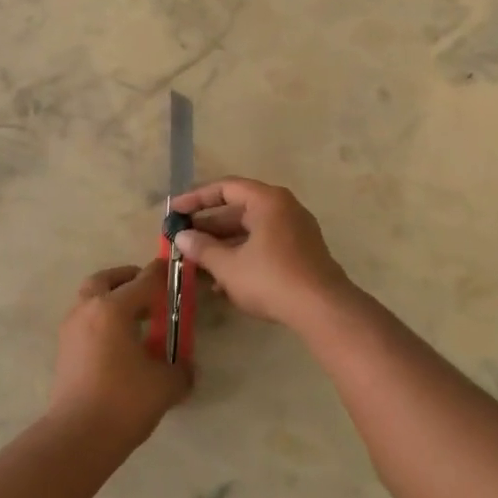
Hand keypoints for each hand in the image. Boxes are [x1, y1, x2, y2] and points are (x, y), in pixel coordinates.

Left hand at [50, 262, 192, 445]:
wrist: (78, 437)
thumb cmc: (125, 401)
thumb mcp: (166, 384)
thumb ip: (180, 367)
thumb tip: (183, 366)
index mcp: (112, 308)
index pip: (143, 280)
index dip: (163, 275)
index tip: (177, 271)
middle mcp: (87, 310)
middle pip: (106, 280)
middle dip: (128, 280)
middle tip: (149, 293)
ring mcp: (71, 330)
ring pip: (91, 300)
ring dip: (112, 301)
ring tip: (137, 321)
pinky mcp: (64, 350)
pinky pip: (86, 322)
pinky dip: (102, 322)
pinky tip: (120, 345)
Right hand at [170, 177, 352, 328]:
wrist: (323, 309)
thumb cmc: (271, 279)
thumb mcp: (229, 266)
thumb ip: (202, 248)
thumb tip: (182, 237)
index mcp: (267, 201)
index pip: (226, 188)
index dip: (196, 198)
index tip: (174, 211)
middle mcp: (284, 209)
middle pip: (238, 210)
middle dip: (208, 226)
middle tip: (182, 238)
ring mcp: (295, 231)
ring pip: (250, 231)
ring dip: (222, 245)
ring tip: (196, 263)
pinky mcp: (300, 253)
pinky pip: (263, 246)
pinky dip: (242, 256)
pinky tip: (221, 282)